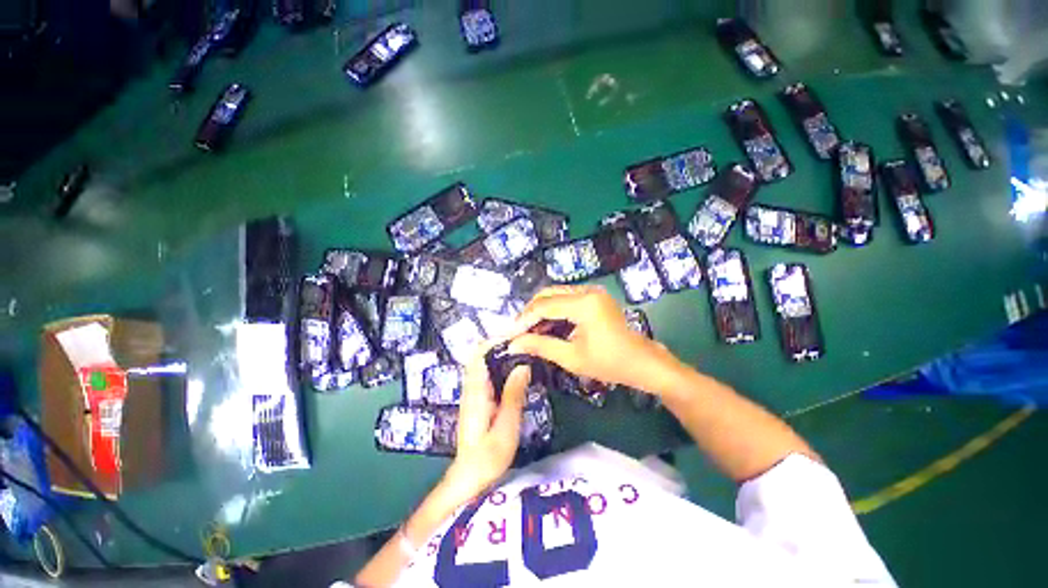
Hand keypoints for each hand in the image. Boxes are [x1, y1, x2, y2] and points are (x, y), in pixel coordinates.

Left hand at [441, 342, 530, 502]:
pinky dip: (501, 366)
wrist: (469, 479)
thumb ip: (514, 395)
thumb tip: (523, 365)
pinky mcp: (478, 400)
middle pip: (482, 356)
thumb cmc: (488, 457)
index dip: (495, 341)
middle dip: (501, 344)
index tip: (516, 335)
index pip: (479, 355)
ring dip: (501, 354)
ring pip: (485, 364)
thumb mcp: (506, 426)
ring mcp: (474, 393)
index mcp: (476, 391)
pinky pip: (489, 375)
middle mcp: (471, 387)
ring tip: (524, 350)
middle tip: (525, 340)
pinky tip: (516, 369)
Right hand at [508, 286, 683, 394]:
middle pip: (548, 294)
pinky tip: (546, 326)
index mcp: (584, 303)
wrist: (641, 362)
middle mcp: (587, 290)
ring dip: (540, 311)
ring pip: (555, 295)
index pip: (544, 305)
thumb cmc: (609, 363)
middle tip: (518, 332)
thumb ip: (540, 346)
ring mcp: (592, 292)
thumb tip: (513, 345)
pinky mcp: (594, 297)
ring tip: (529, 331)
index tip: (509, 334)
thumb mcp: (571, 357)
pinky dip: (553, 311)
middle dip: (530, 313)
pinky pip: (566, 299)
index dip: (524, 319)